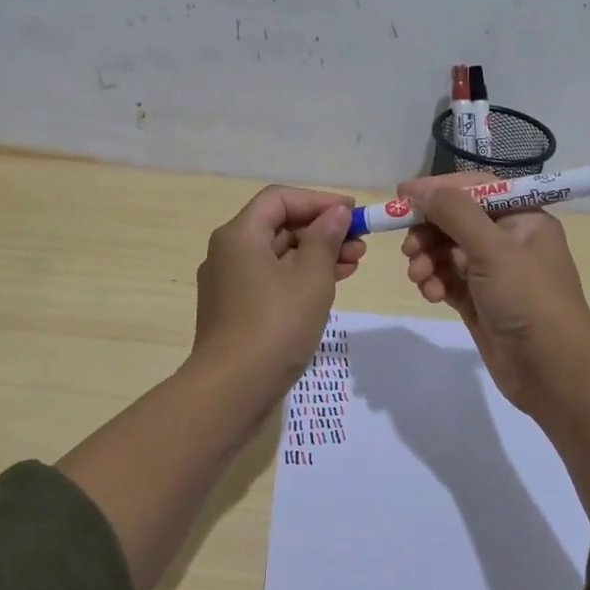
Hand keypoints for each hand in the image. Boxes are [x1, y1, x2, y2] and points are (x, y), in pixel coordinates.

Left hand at [188, 185, 366, 411]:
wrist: (232, 389)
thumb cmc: (276, 325)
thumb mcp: (311, 278)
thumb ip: (325, 238)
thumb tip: (335, 212)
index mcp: (240, 234)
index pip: (280, 199)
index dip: (318, 200)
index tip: (352, 213)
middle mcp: (228, 251)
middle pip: (279, 225)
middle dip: (322, 230)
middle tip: (360, 242)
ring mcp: (229, 282)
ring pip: (278, 254)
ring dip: (317, 254)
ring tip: (355, 262)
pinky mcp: (235, 309)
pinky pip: (271, 279)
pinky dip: (300, 277)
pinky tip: (332, 285)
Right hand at [398, 172, 589, 417]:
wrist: (553, 371)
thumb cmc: (528, 299)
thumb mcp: (493, 248)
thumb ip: (454, 213)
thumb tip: (421, 190)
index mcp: (523, 218)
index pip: (475, 189)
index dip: (438, 190)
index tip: (402, 195)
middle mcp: (509, 240)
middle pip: (456, 221)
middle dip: (429, 232)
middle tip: (408, 248)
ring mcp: (494, 274)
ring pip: (447, 252)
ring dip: (428, 260)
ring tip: (420, 278)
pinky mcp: (480, 302)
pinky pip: (449, 280)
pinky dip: (435, 283)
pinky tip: (431, 295)